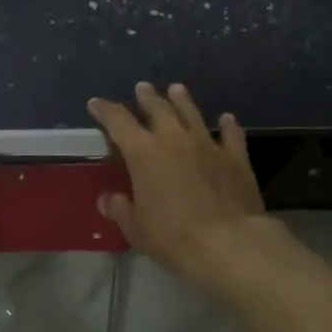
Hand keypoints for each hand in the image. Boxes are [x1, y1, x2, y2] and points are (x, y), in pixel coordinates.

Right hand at [87, 82, 271, 283]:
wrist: (229, 243)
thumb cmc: (174, 236)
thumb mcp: (137, 229)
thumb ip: (121, 210)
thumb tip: (107, 199)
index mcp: (144, 153)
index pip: (118, 122)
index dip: (105, 110)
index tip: (96, 103)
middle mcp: (175, 140)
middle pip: (159, 109)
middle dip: (147, 97)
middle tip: (142, 87)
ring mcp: (208, 145)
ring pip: (192, 114)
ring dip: (183, 100)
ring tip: (176, 89)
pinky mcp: (236, 158)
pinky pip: (231, 135)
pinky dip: (228, 125)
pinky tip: (227, 118)